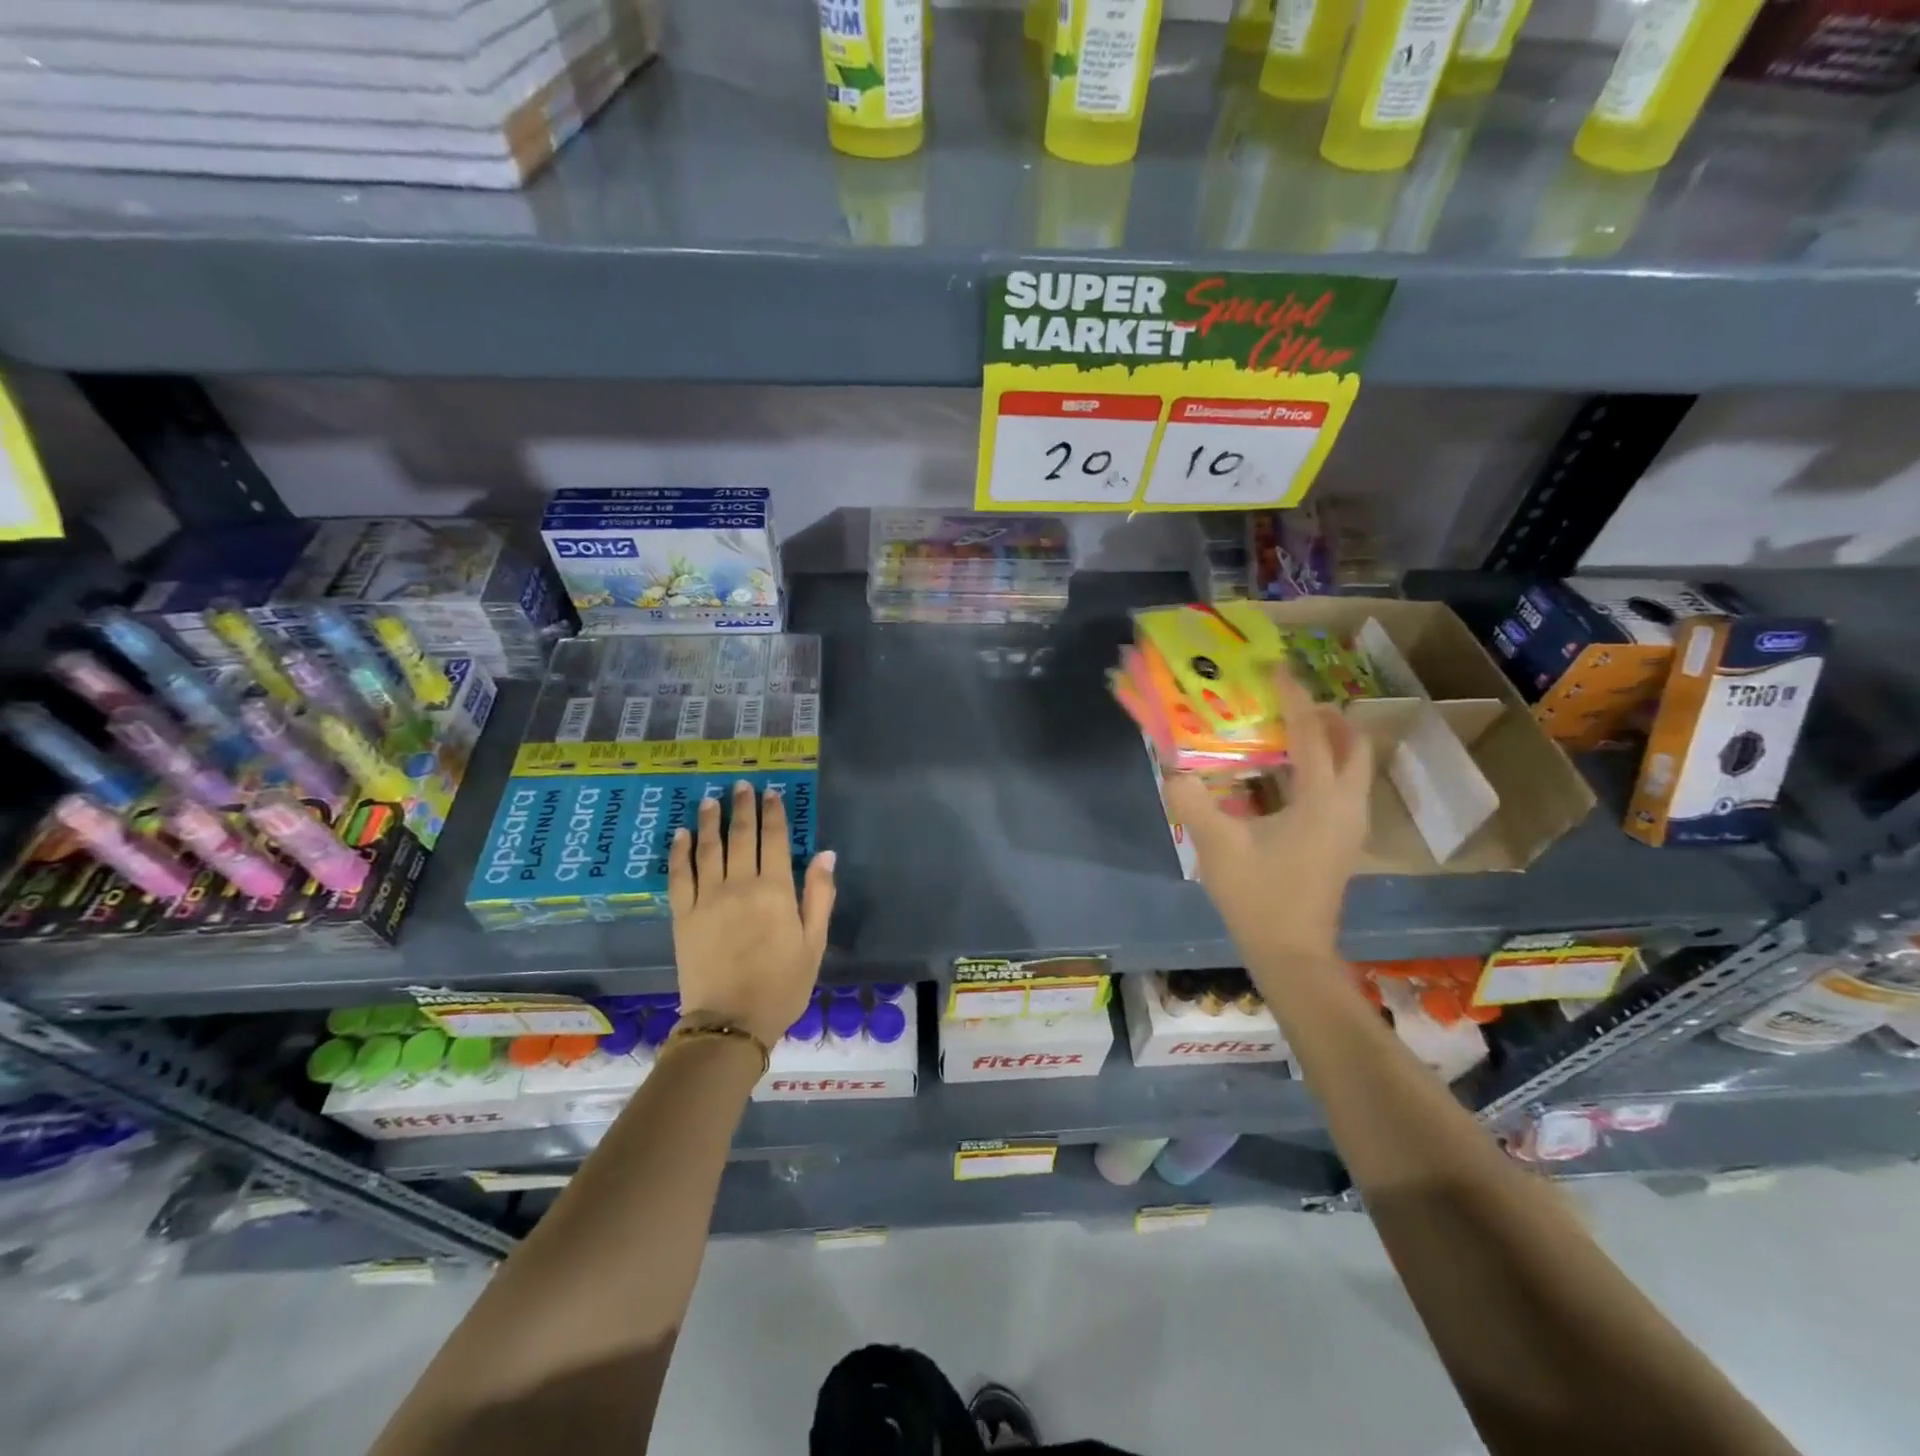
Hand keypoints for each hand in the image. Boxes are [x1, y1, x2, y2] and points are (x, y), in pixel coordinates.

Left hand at [668, 780, 836, 1048]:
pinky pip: (679, 875)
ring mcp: (707, 899)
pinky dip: (680, 852)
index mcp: (775, 891)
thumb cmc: (782, 984)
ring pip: (708, 849)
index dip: (774, 814)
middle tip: (742, 786)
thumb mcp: (814, 943)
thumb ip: (819, 895)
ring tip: (710, 800)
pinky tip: (680, 835)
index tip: (772, 793)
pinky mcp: (683, 916)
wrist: (731, 1022)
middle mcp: (740, 885)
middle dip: (742, 807)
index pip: (775, 840)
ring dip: (709, 821)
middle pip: (740, 836)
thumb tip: (825, 854)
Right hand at [1164, 668, 1372, 961]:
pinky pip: (1341, 789)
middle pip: (1352, 745)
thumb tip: (1171, 767)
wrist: (1291, 954)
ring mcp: (1350, 827)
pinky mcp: (1342, 843)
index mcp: (1322, 801)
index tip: (1276, 670)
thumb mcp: (1217, 846)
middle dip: (1324, 717)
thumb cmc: (1259, 897)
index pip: (1313, 734)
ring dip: (1326, 742)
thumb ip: (1191, 800)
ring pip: (1352, 768)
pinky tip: (1281, 778)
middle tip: (1287, 705)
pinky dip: (1321, 769)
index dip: (1294, 699)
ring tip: (1284, 732)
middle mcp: (1347, 807)